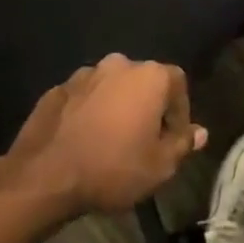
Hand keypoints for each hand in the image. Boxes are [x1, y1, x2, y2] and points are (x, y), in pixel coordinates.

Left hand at [0, 54, 208, 218]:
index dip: (180, 111)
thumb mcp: (160, 166)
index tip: (174, 139)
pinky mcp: (56, 90)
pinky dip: (89, 113)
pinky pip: (83, 98)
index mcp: (150, 76)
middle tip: (144, 139)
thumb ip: (183, 144)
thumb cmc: (112, 168)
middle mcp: (119, 65)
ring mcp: (84, 75)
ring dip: (116, 107)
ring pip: (111, 88)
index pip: (178, 83)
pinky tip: (83, 140)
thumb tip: (200, 132)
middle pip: (144, 82)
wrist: (43, 177)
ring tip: (111, 140)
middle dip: (147, 106)